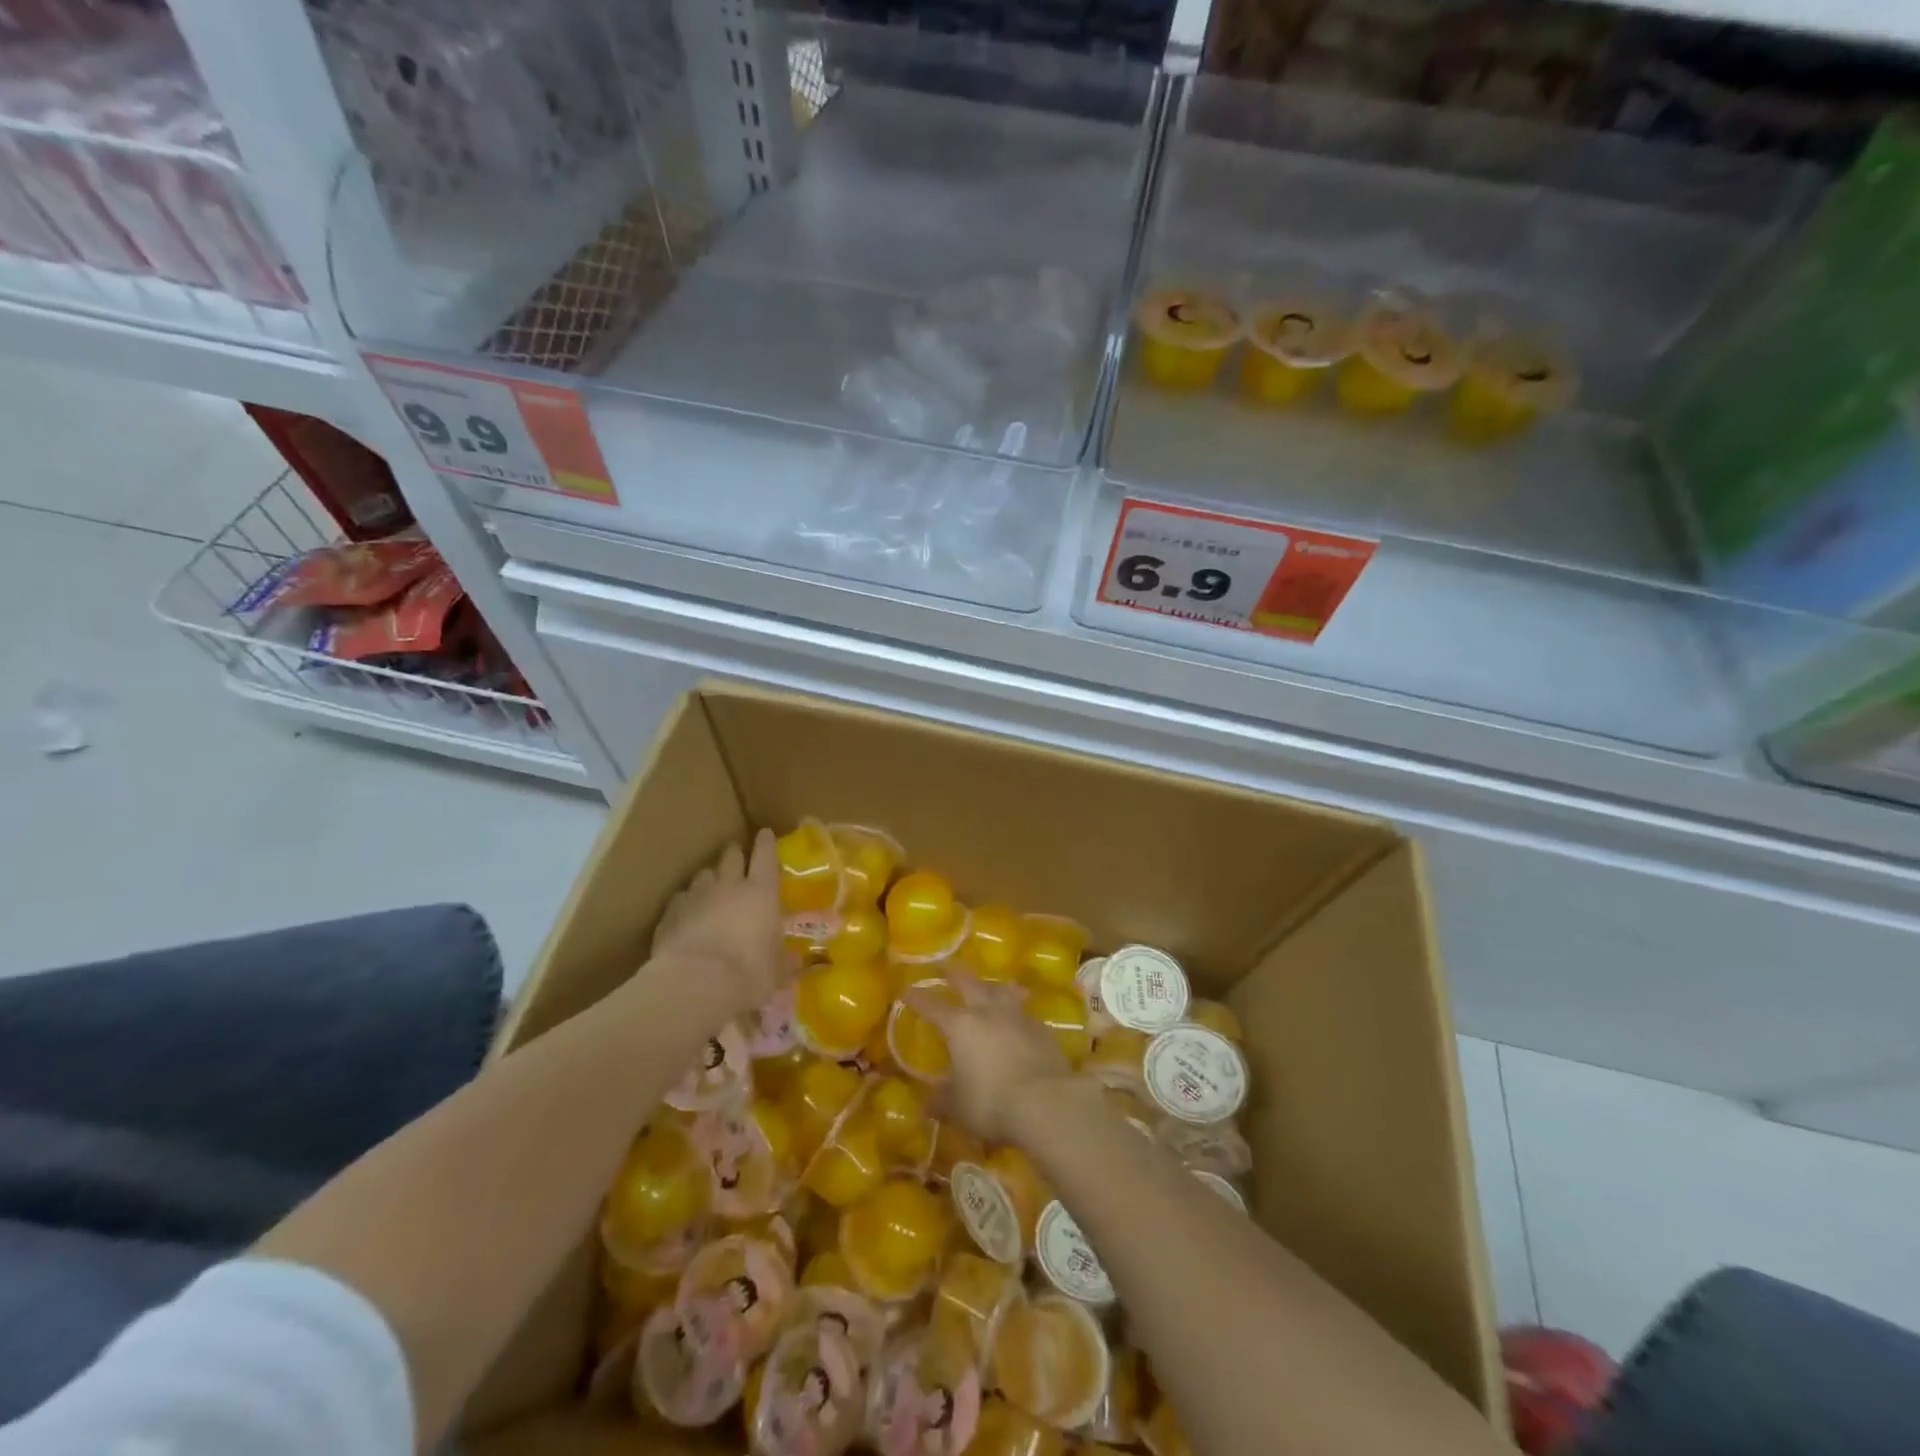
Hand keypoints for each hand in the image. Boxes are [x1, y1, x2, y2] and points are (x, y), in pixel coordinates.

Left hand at [651, 829, 786, 1014]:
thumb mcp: (776, 973)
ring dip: (710, 878)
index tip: (765, 833)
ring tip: (712, 887)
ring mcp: (696, 896)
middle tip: (737, 856)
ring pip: (703, 874)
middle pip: (731, 856)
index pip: (766, 856)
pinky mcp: (669, 913)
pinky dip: (686, 902)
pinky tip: (686, 914)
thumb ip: (785, 963)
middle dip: (735, 853)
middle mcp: (729, 885)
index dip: (766, 843)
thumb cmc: (748, 973)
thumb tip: (797, 962)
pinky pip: (680, 899)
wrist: (694, 983)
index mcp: (762, 892)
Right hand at [902, 979, 1077, 1143]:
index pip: (933, 1006)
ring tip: (991, 985)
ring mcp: (1017, 1016)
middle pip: (970, 983)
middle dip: (956, 975)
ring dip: (993, 986)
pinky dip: (1017, 1011)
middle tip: (948, 967)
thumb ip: (941, 1102)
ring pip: (1003, 990)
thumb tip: (925, 1106)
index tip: (907, 990)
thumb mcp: (959, 1108)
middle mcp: (988, 1012)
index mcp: (961, 1025)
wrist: (1045, 1101)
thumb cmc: (991, 1101)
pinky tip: (1019, 1020)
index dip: (918, 998)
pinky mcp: (1041, 1029)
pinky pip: (1025, 1012)